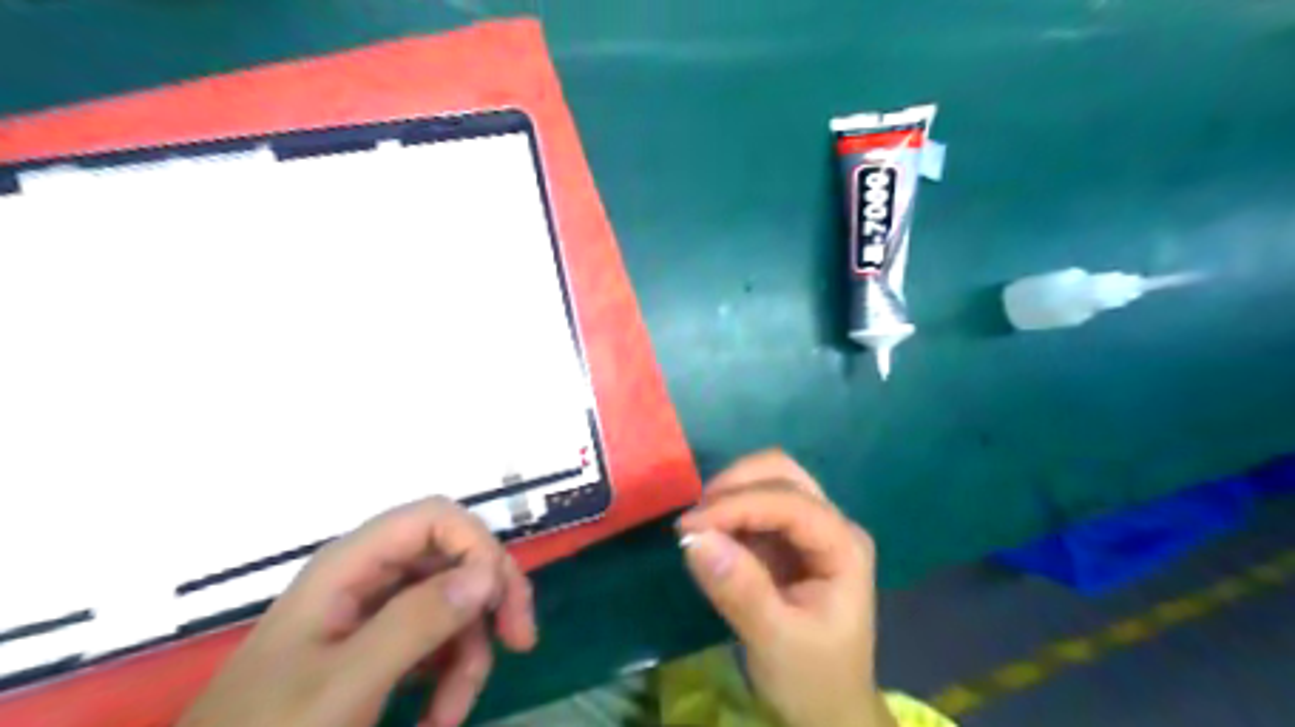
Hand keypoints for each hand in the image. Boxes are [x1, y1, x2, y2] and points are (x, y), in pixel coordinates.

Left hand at [175, 494, 536, 725]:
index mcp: (351, 565)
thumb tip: (488, 574)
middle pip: (455, 558)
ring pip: (455, 605)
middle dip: (490, 600)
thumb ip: (415, 622)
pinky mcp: (381, 647)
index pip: (435, 518)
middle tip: (519, 642)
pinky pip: (439, 640)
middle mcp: (369, 577)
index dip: (478, 545)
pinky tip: (437, 717)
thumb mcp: (343, 684)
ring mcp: (376, 613)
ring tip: (450, 714)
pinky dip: (450, 675)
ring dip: (469, 654)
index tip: (500, 600)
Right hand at [679, 452, 901, 725]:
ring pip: (768, 481)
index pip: (789, 503)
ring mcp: (810, 529)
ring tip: (697, 528)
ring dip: (729, 495)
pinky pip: (754, 506)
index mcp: (843, 546)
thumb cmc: (812, 679)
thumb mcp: (775, 641)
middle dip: (734, 486)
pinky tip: (710, 535)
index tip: (688, 526)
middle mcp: (831, 524)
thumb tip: (694, 539)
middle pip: (782, 473)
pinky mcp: (787, 540)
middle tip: (693, 520)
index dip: (736, 505)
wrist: (828, 710)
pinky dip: (728, 512)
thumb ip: (739, 589)